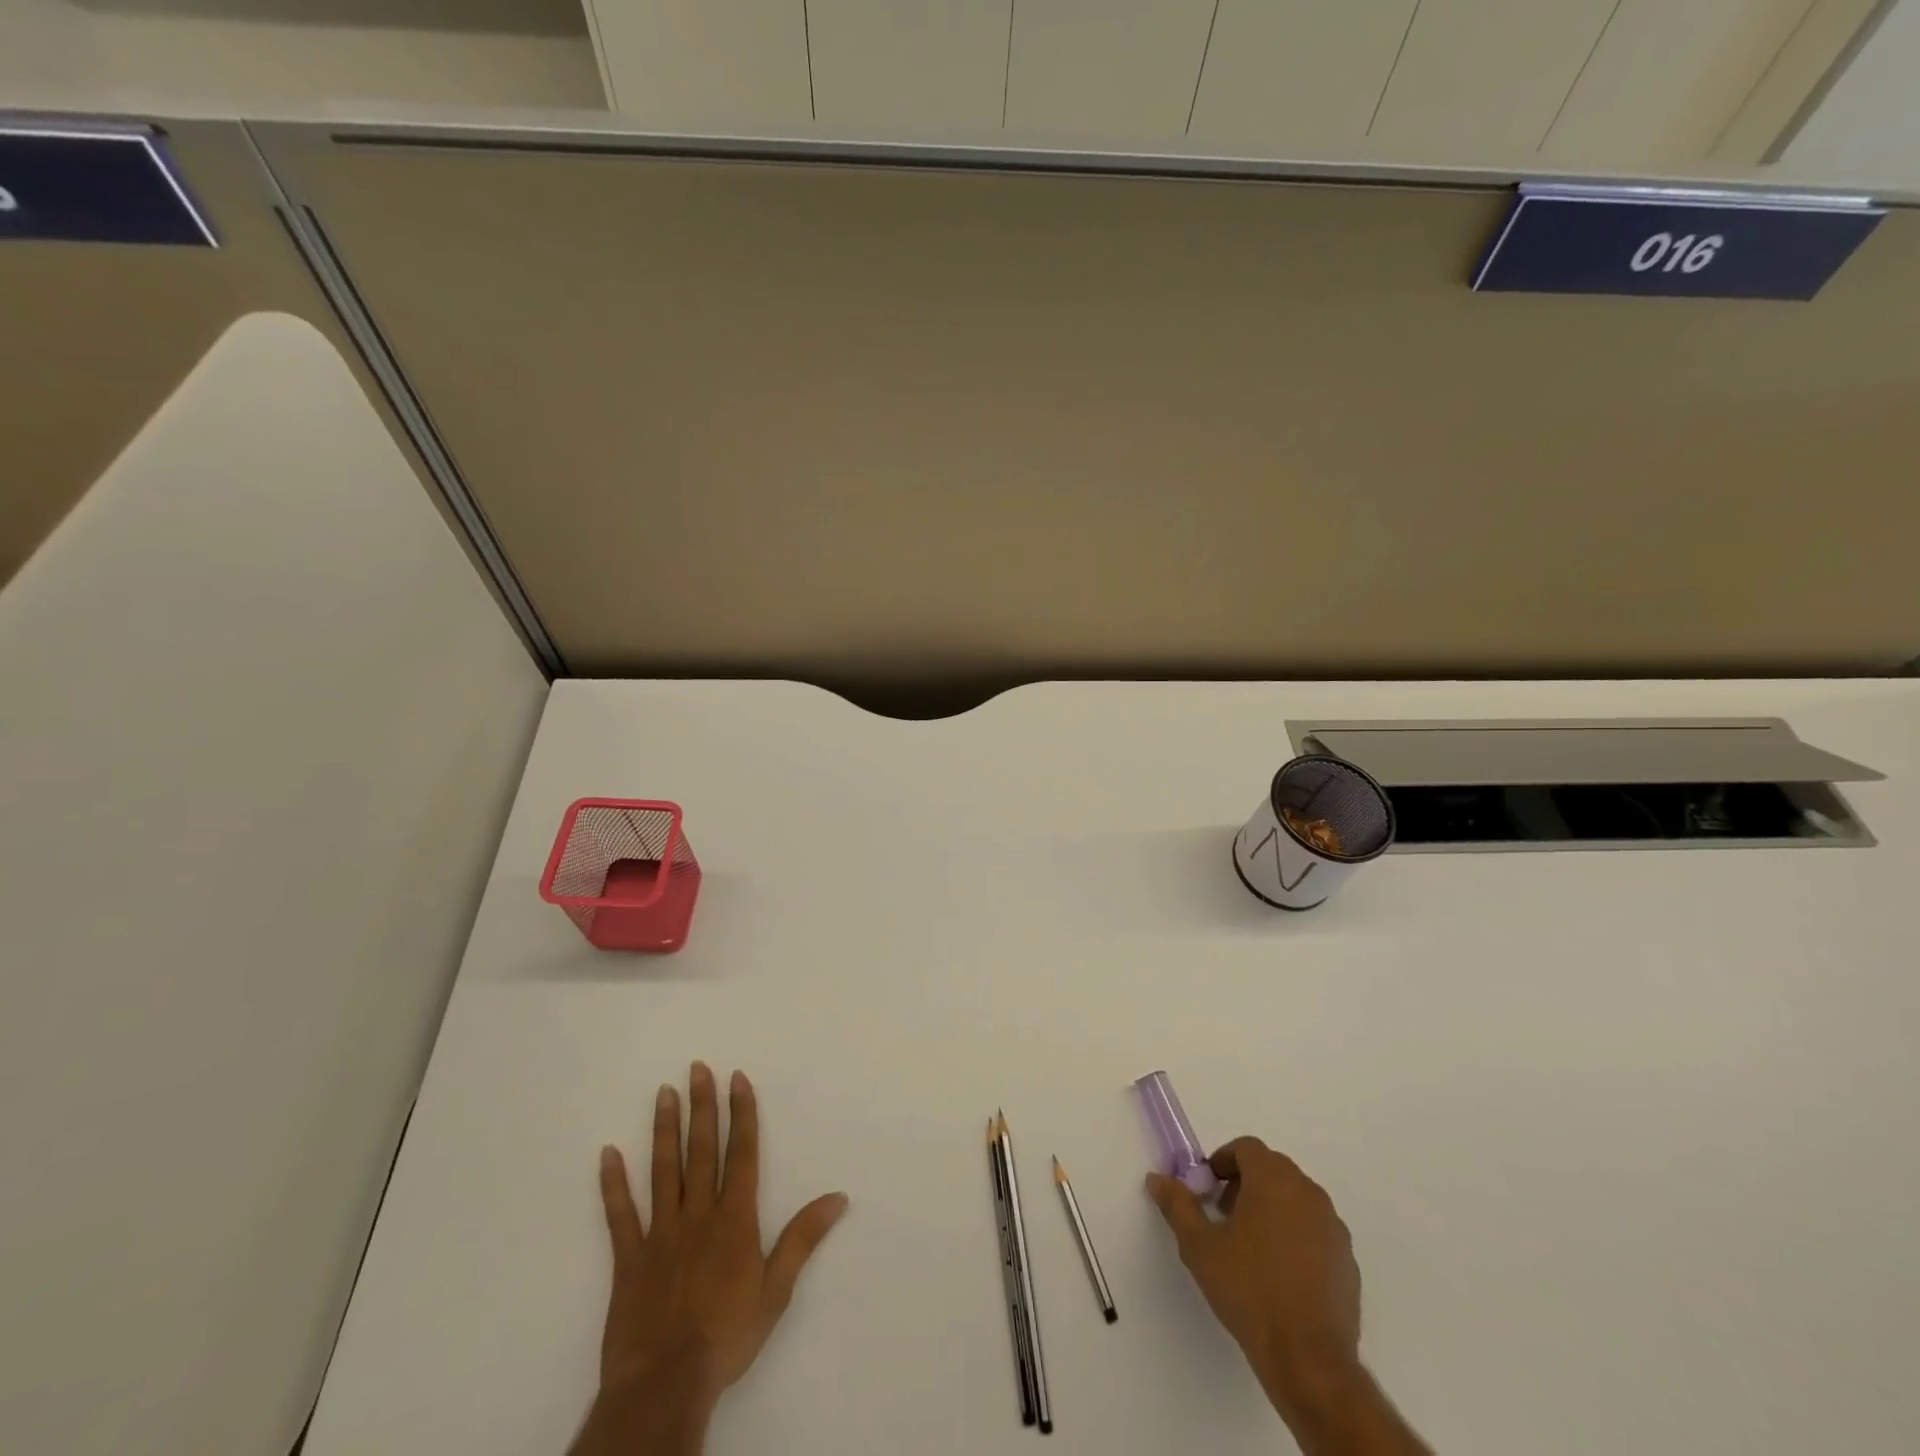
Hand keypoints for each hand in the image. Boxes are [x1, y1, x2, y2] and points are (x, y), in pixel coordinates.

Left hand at [572, 1063, 847, 1455]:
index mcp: (734, 1219)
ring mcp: (660, 1233)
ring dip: (664, 1129)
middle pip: (702, 1150)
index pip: (742, 1153)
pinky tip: (608, 1153)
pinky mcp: (629, 1258)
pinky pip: (620, 1214)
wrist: (665, 1384)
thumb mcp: (776, 1291)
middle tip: (697, 1069)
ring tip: (663, 1093)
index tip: (737, 1078)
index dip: (742, 1113)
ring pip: (663, 1169)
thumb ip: (803, 1239)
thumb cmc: (726, 1337)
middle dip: (702, 1107)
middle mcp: (698, 1214)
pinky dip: (613, 1184)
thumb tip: (838, 1197)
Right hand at [1147, 1137, 1358, 1415]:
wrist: (1308, 1359)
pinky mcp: (1348, 1261)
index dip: (1223, 1161)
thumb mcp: (1199, 1246)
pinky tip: (1280, 1273)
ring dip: (1272, 1208)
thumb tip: (1157, 1179)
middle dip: (1245, 1183)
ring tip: (1251, 1246)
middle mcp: (1308, 1193)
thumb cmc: (1249, 1290)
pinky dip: (1296, 1236)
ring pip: (1296, 1199)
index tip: (1208, 1188)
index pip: (1247, 1148)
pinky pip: (1316, 1231)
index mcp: (1273, 1180)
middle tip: (1224, 1214)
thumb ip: (1177, 1205)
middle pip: (1273, 1170)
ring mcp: (1333, 1228)